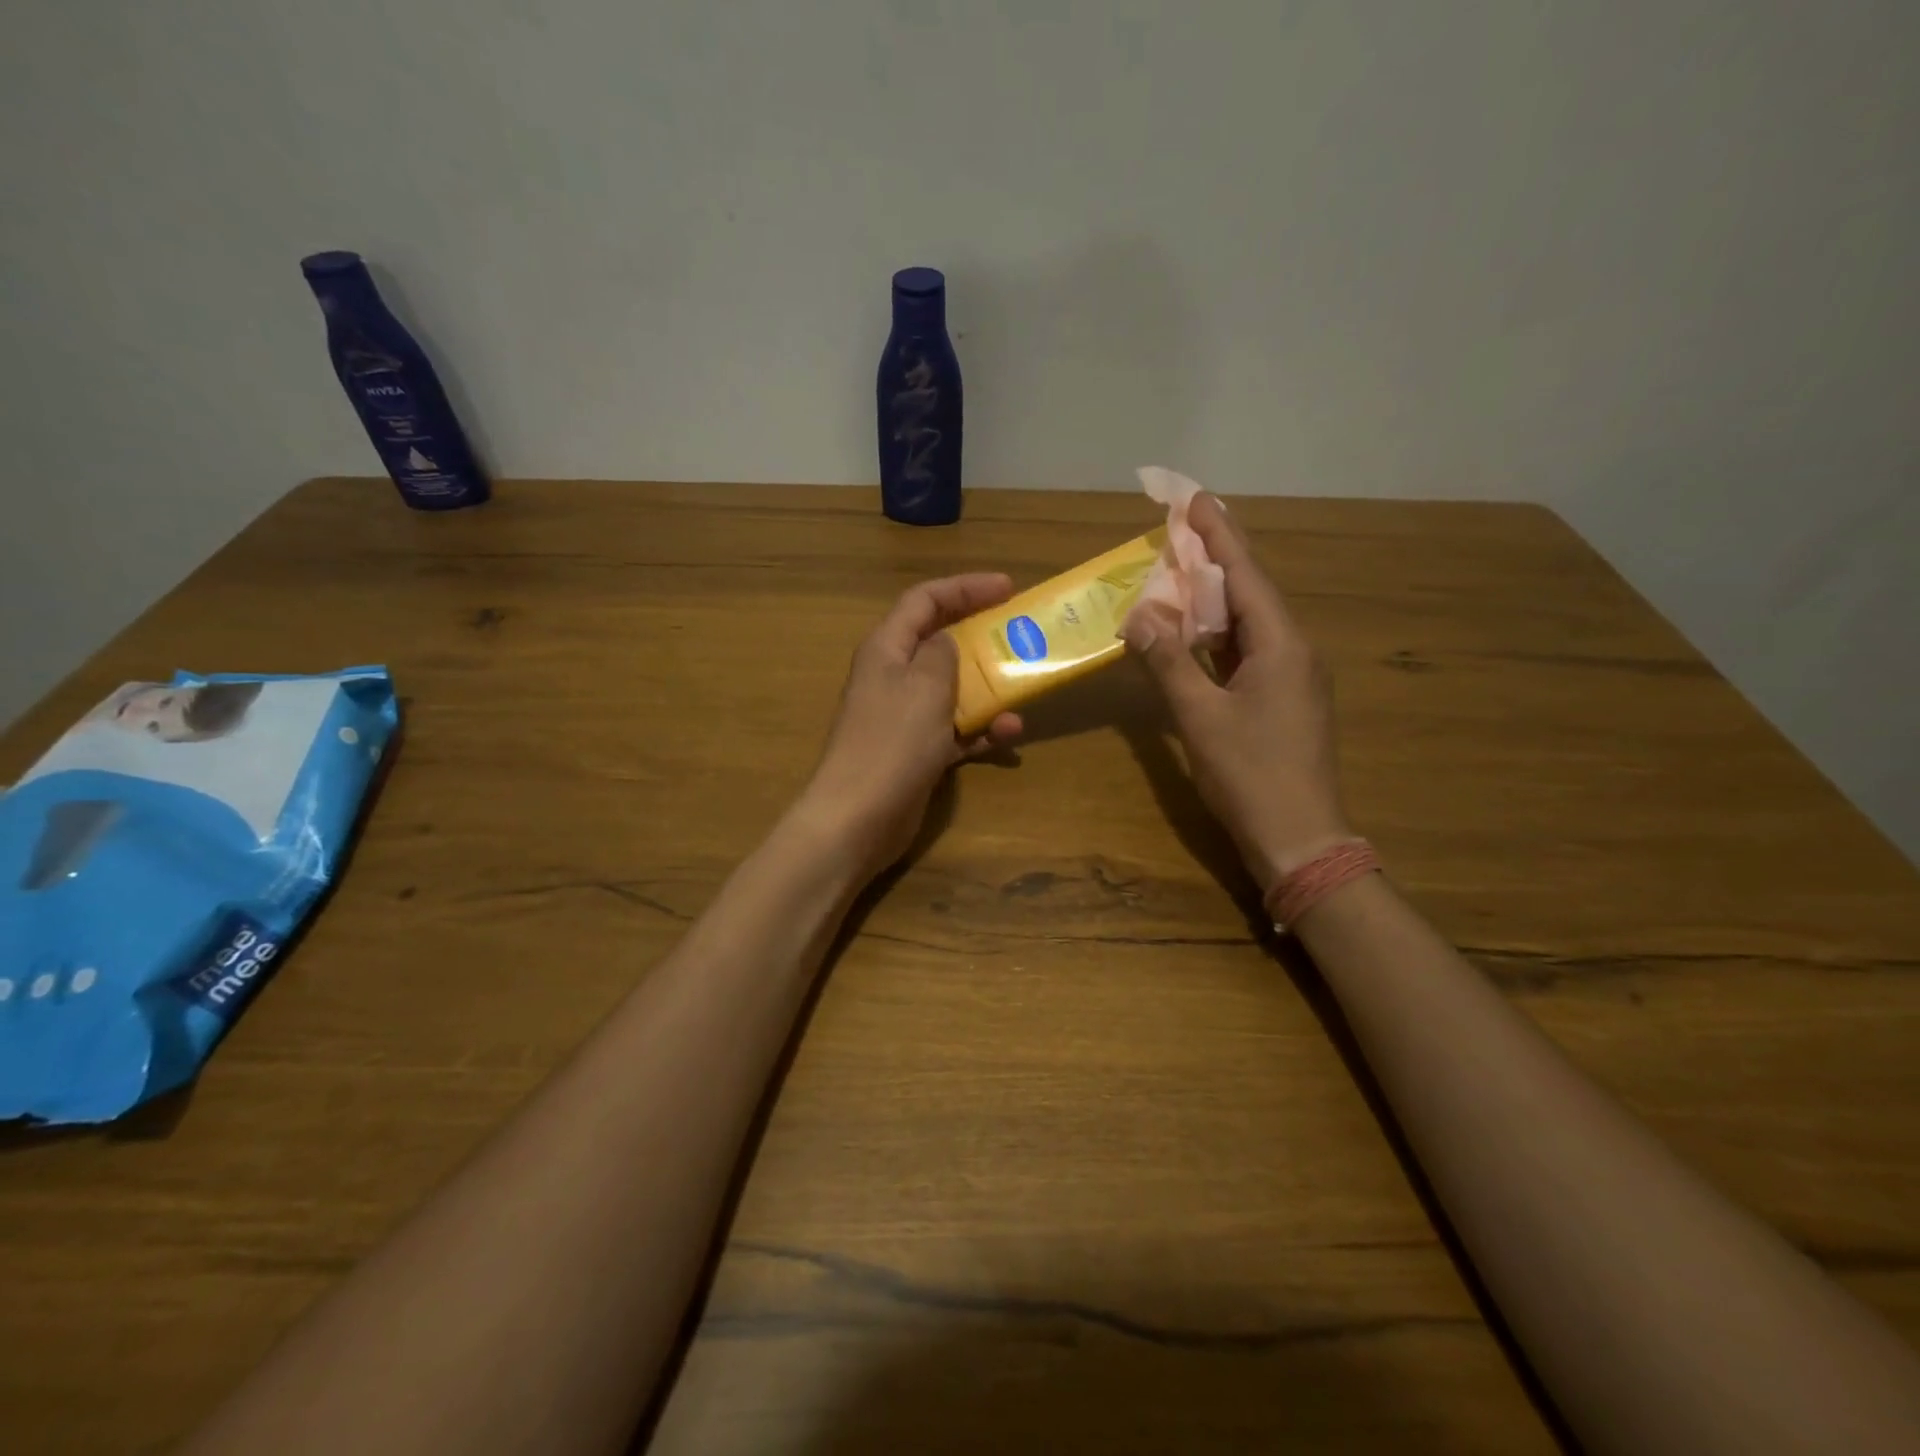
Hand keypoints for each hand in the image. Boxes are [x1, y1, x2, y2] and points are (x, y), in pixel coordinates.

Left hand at [800, 574, 1023, 880]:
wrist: (859, 817)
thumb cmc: (892, 742)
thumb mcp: (924, 685)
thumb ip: (942, 654)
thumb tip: (946, 641)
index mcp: (887, 648)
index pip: (925, 600)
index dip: (965, 587)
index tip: (1008, 588)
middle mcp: (893, 676)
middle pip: (941, 641)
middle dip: (981, 636)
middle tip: (1021, 634)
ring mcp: (904, 716)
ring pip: (953, 688)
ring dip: (988, 688)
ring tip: (1024, 689)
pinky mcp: (916, 751)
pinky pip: (955, 729)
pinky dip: (980, 730)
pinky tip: (1008, 735)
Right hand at [1123, 494, 1351, 889]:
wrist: (1300, 839)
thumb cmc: (1250, 775)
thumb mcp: (1200, 717)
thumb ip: (1168, 662)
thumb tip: (1139, 615)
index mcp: (1281, 645)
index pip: (1244, 575)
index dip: (1218, 535)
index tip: (1194, 498)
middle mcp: (1294, 651)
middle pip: (1250, 592)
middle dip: (1214, 560)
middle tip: (1179, 531)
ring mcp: (1293, 678)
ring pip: (1249, 624)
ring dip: (1215, 599)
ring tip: (1180, 574)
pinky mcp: (1285, 701)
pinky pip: (1249, 652)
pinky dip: (1219, 636)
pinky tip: (1196, 634)